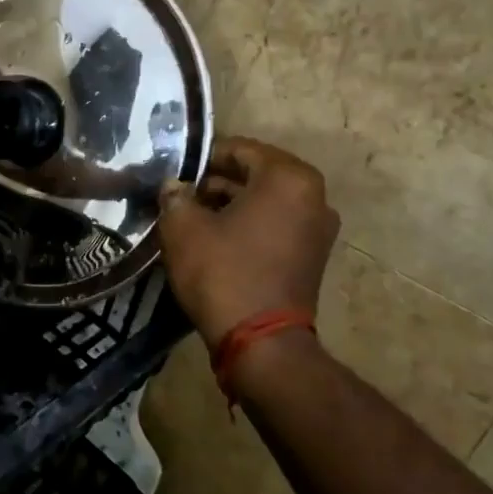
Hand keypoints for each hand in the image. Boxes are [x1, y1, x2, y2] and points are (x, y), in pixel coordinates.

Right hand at [157, 137, 339, 346]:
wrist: (261, 344)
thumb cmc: (223, 273)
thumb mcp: (184, 228)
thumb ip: (175, 196)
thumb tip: (174, 186)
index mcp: (288, 177)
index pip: (239, 149)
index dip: (202, 157)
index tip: (175, 171)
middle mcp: (313, 196)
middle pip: (255, 174)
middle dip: (216, 182)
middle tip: (180, 195)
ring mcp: (318, 228)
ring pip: (265, 201)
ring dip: (231, 204)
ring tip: (192, 217)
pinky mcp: (312, 256)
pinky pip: (275, 225)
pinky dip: (248, 225)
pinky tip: (215, 238)